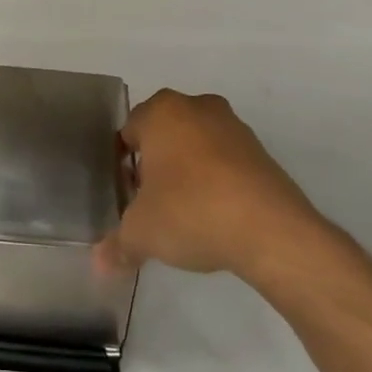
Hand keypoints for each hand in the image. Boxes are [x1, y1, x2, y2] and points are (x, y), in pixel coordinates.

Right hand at [95, 89, 336, 289]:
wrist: (272, 232)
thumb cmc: (191, 212)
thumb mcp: (142, 233)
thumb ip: (117, 244)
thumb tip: (99, 264)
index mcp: (161, 111)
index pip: (129, 131)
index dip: (124, 164)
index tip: (128, 194)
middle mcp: (197, 107)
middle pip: (164, 135)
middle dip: (157, 165)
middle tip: (153, 202)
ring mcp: (234, 127)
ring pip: (197, 146)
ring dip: (189, 172)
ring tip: (186, 213)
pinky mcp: (263, 153)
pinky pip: (227, 163)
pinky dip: (218, 182)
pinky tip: (217, 216)